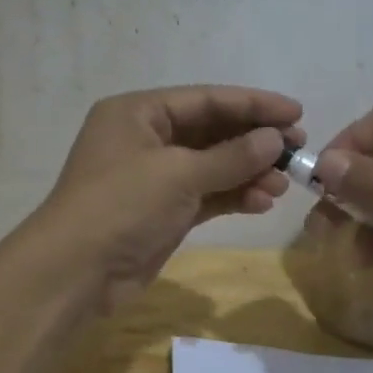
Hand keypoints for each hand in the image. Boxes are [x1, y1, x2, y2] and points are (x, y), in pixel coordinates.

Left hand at [25, 86, 304, 310]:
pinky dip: (234, 196)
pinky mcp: (163, 211)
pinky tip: (263, 201)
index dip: (253, 104)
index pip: (205, 99)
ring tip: (283, 183)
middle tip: (297, 149)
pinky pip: (207, 194)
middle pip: (211, 131)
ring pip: (212, 165)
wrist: (75, 273)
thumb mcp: (178, 174)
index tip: (296, 113)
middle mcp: (146, 138)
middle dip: (254, 141)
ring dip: (248, 172)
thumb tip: (275, 139)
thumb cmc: (121, 206)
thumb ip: (231, 156)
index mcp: (139, 113)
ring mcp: (154, 177)